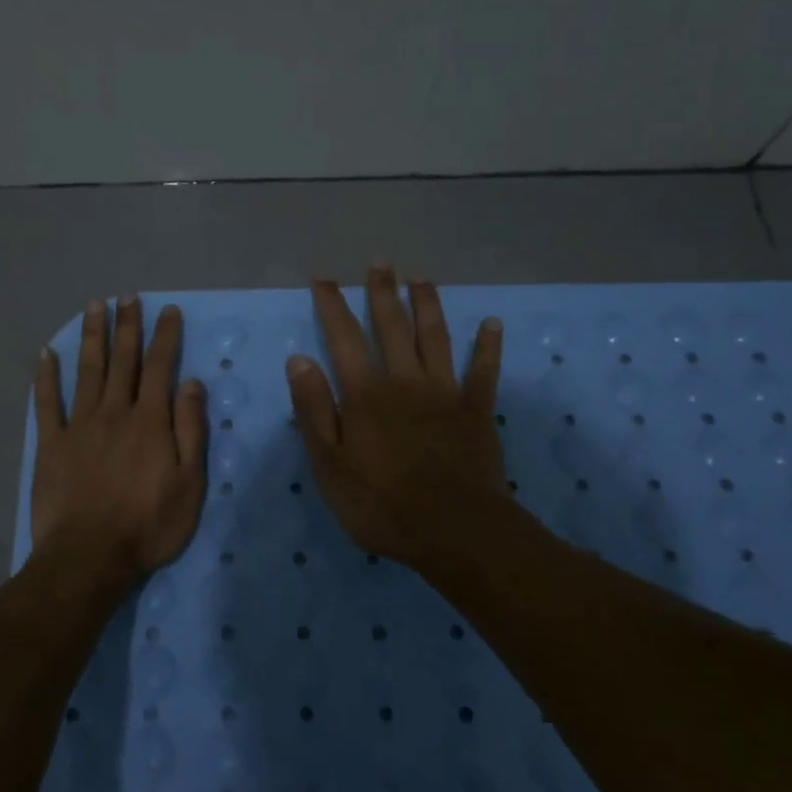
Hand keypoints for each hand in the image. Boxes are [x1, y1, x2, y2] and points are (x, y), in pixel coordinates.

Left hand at [32, 296, 207, 581]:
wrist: (89, 557)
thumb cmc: (148, 525)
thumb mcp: (189, 484)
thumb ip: (190, 430)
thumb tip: (191, 383)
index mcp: (150, 421)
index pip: (160, 367)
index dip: (165, 337)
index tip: (167, 310)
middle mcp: (114, 413)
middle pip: (122, 360)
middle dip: (126, 326)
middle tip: (126, 297)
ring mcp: (79, 426)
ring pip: (87, 371)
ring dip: (91, 337)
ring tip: (93, 307)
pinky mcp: (51, 444)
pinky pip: (47, 403)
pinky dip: (45, 377)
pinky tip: (46, 354)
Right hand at [286, 265, 506, 568]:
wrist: (453, 529)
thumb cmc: (380, 503)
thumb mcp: (329, 464)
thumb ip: (313, 410)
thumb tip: (299, 360)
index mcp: (365, 393)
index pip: (343, 338)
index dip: (332, 306)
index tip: (324, 278)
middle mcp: (405, 381)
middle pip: (392, 326)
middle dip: (382, 292)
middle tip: (380, 261)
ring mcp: (445, 393)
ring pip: (435, 337)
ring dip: (427, 305)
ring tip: (421, 277)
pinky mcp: (477, 411)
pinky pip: (484, 372)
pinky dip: (488, 347)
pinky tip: (492, 324)